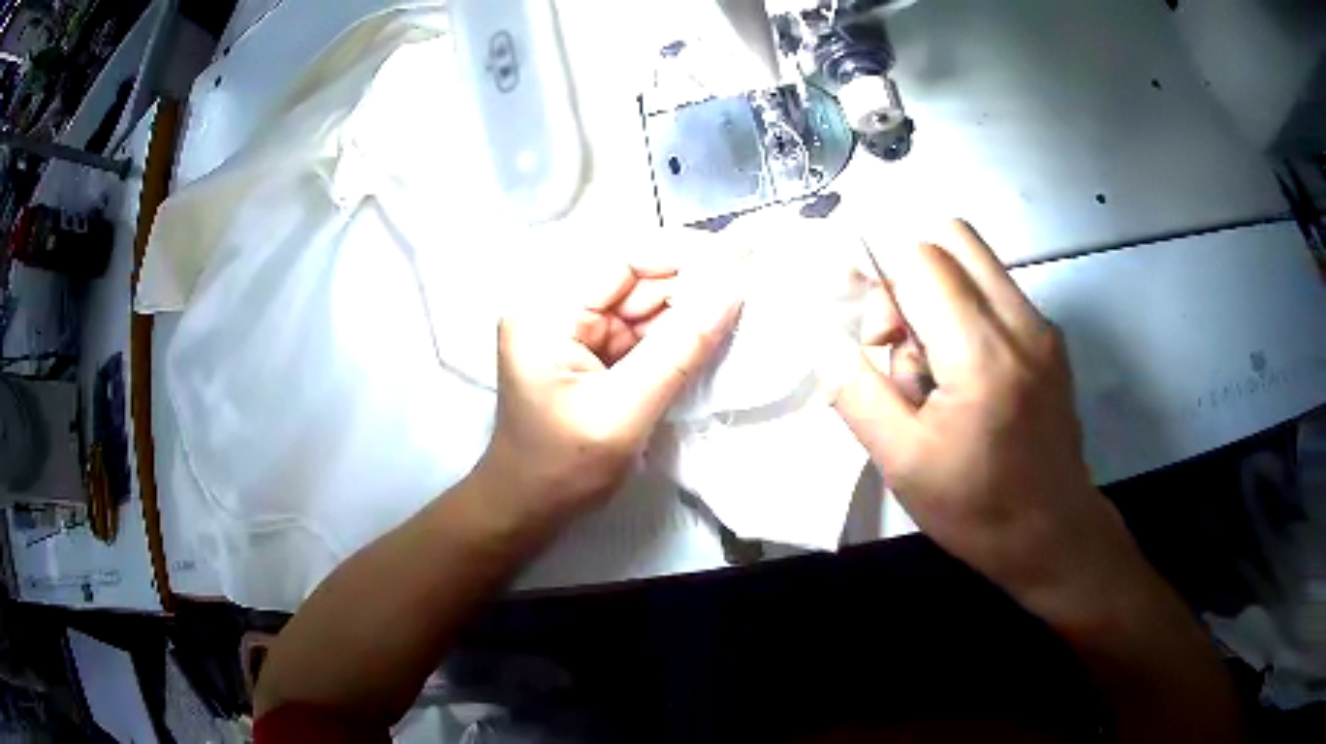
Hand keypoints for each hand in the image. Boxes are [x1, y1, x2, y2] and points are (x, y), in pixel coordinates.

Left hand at [474, 253, 742, 532]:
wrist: (530, 506)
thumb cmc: (565, 468)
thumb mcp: (626, 411)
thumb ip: (681, 348)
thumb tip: (733, 290)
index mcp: (546, 312)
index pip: (622, 259)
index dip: (684, 253)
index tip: (742, 257)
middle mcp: (553, 305)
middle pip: (634, 277)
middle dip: (691, 284)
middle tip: (751, 287)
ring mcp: (569, 325)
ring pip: (642, 301)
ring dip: (687, 309)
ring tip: (738, 312)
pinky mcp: (586, 346)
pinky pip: (638, 327)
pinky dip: (673, 333)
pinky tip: (708, 335)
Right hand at [834, 221, 1141, 618]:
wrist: (1054, 536)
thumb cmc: (977, 509)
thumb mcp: (902, 463)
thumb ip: (856, 392)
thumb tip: (829, 340)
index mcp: (983, 355)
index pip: (921, 257)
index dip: (881, 280)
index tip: (873, 336)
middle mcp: (1021, 322)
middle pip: (951, 236)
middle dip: (908, 269)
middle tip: (898, 335)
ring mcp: (1041, 326)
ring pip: (974, 260)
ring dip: (937, 290)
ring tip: (932, 364)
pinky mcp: (1049, 339)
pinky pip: (994, 290)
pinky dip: (963, 309)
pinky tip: (961, 373)